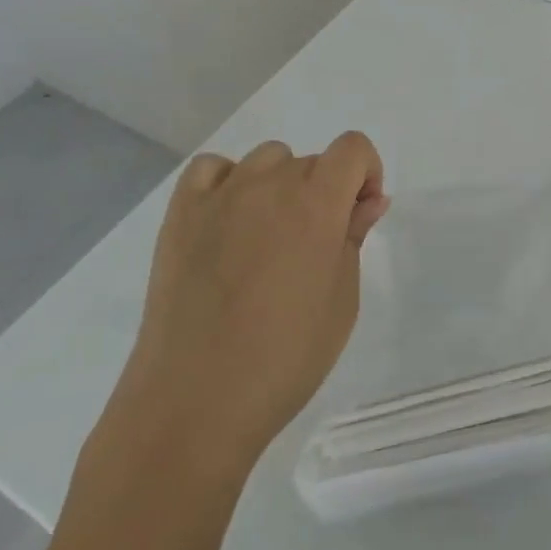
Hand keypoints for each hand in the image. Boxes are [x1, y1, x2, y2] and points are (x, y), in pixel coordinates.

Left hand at [109, 133, 388, 474]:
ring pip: (266, 160)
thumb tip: (369, 200)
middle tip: (313, 249)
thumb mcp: (342, 301)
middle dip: (324, 192)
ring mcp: (221, 195)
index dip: (366, 174)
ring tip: (268, 238)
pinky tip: (227, 221)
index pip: (353, 147)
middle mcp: (271, 184)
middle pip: (311, 160)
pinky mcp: (181, 213)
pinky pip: (210, 169)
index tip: (358, 215)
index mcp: (318, 203)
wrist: (195, 402)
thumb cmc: (285, 358)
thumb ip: (354, 238)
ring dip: (279, 185)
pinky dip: (227, 182)